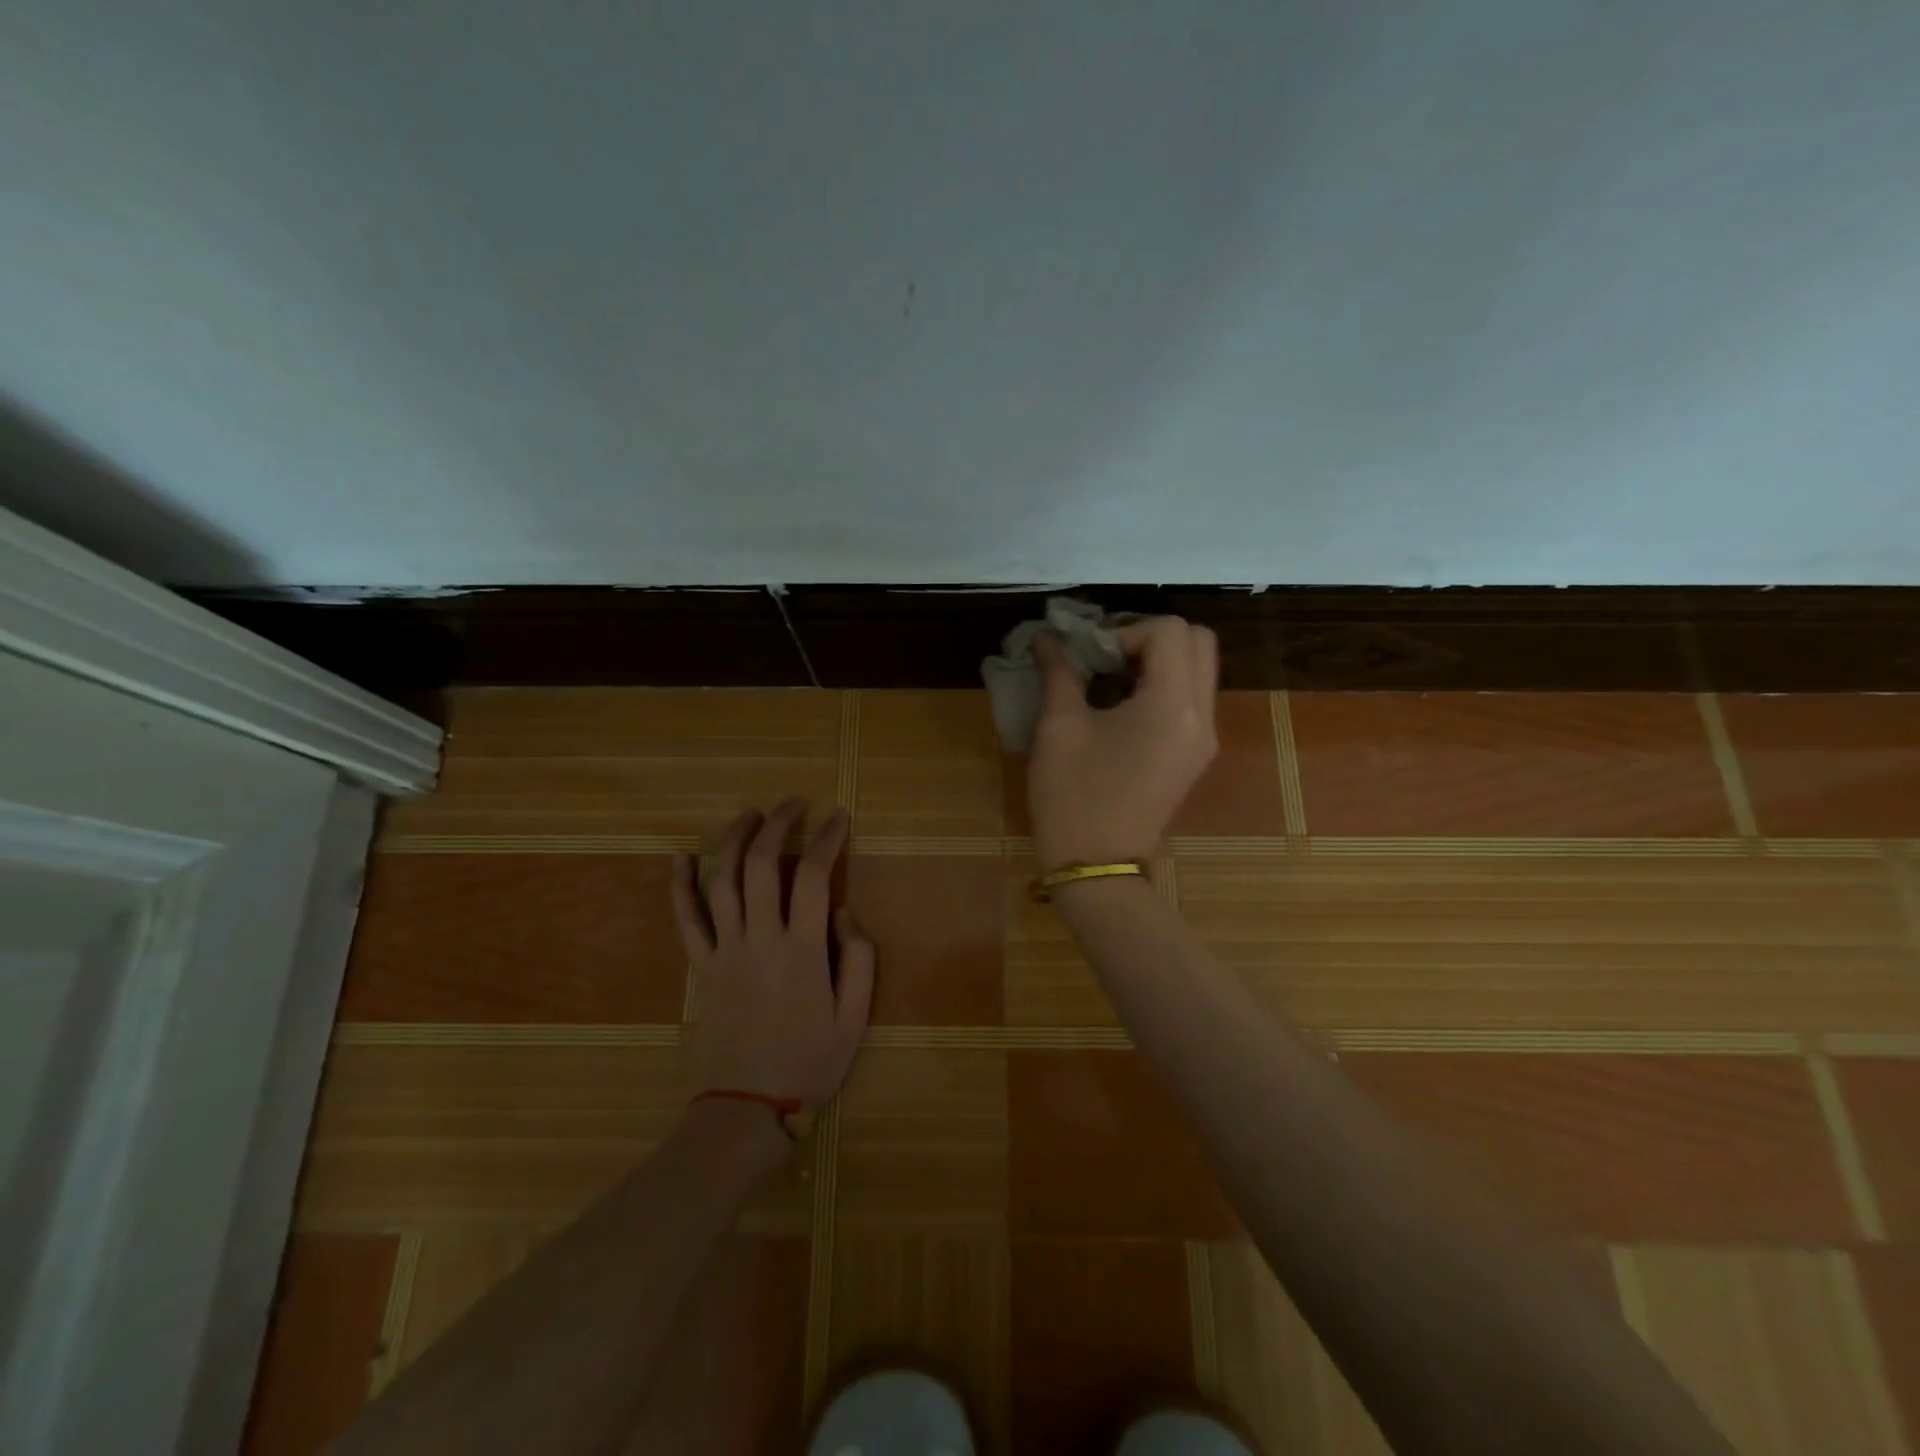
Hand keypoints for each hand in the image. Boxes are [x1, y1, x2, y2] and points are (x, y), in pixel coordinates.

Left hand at [672, 800, 874, 1109]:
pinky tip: (680, 857)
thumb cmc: (809, 1062)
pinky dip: (680, 885)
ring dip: (732, 839)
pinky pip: (686, 919)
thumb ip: (858, 959)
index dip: (826, 839)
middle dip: (777, 824)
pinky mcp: (701, 966)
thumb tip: (842, 912)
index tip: (837, 818)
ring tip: (748, 814)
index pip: (812, 875)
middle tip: (792, 804)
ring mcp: (724, 950)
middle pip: (761, 864)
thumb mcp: (855, 1017)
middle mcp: (760, 938)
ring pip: (721, 880)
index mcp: (802, 949)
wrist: (746, 1107)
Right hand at [1028, 616, 1218, 867]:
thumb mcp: (1059, 728)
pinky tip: (1120, 707)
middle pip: (1198, 642)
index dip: (1125, 630)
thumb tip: (1047, 636)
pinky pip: (1191, 699)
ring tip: (1108, 680)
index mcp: (1172, 704)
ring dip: (1157, 661)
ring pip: (1198, 669)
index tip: (1090, 657)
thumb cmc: (1074, 796)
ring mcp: (1204, 738)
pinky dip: (1162, 687)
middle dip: (1149, 637)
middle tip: (1105, 657)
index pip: (1170, 630)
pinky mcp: (1194, 756)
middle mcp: (1202, 715)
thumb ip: (1059, 671)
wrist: (1096, 867)